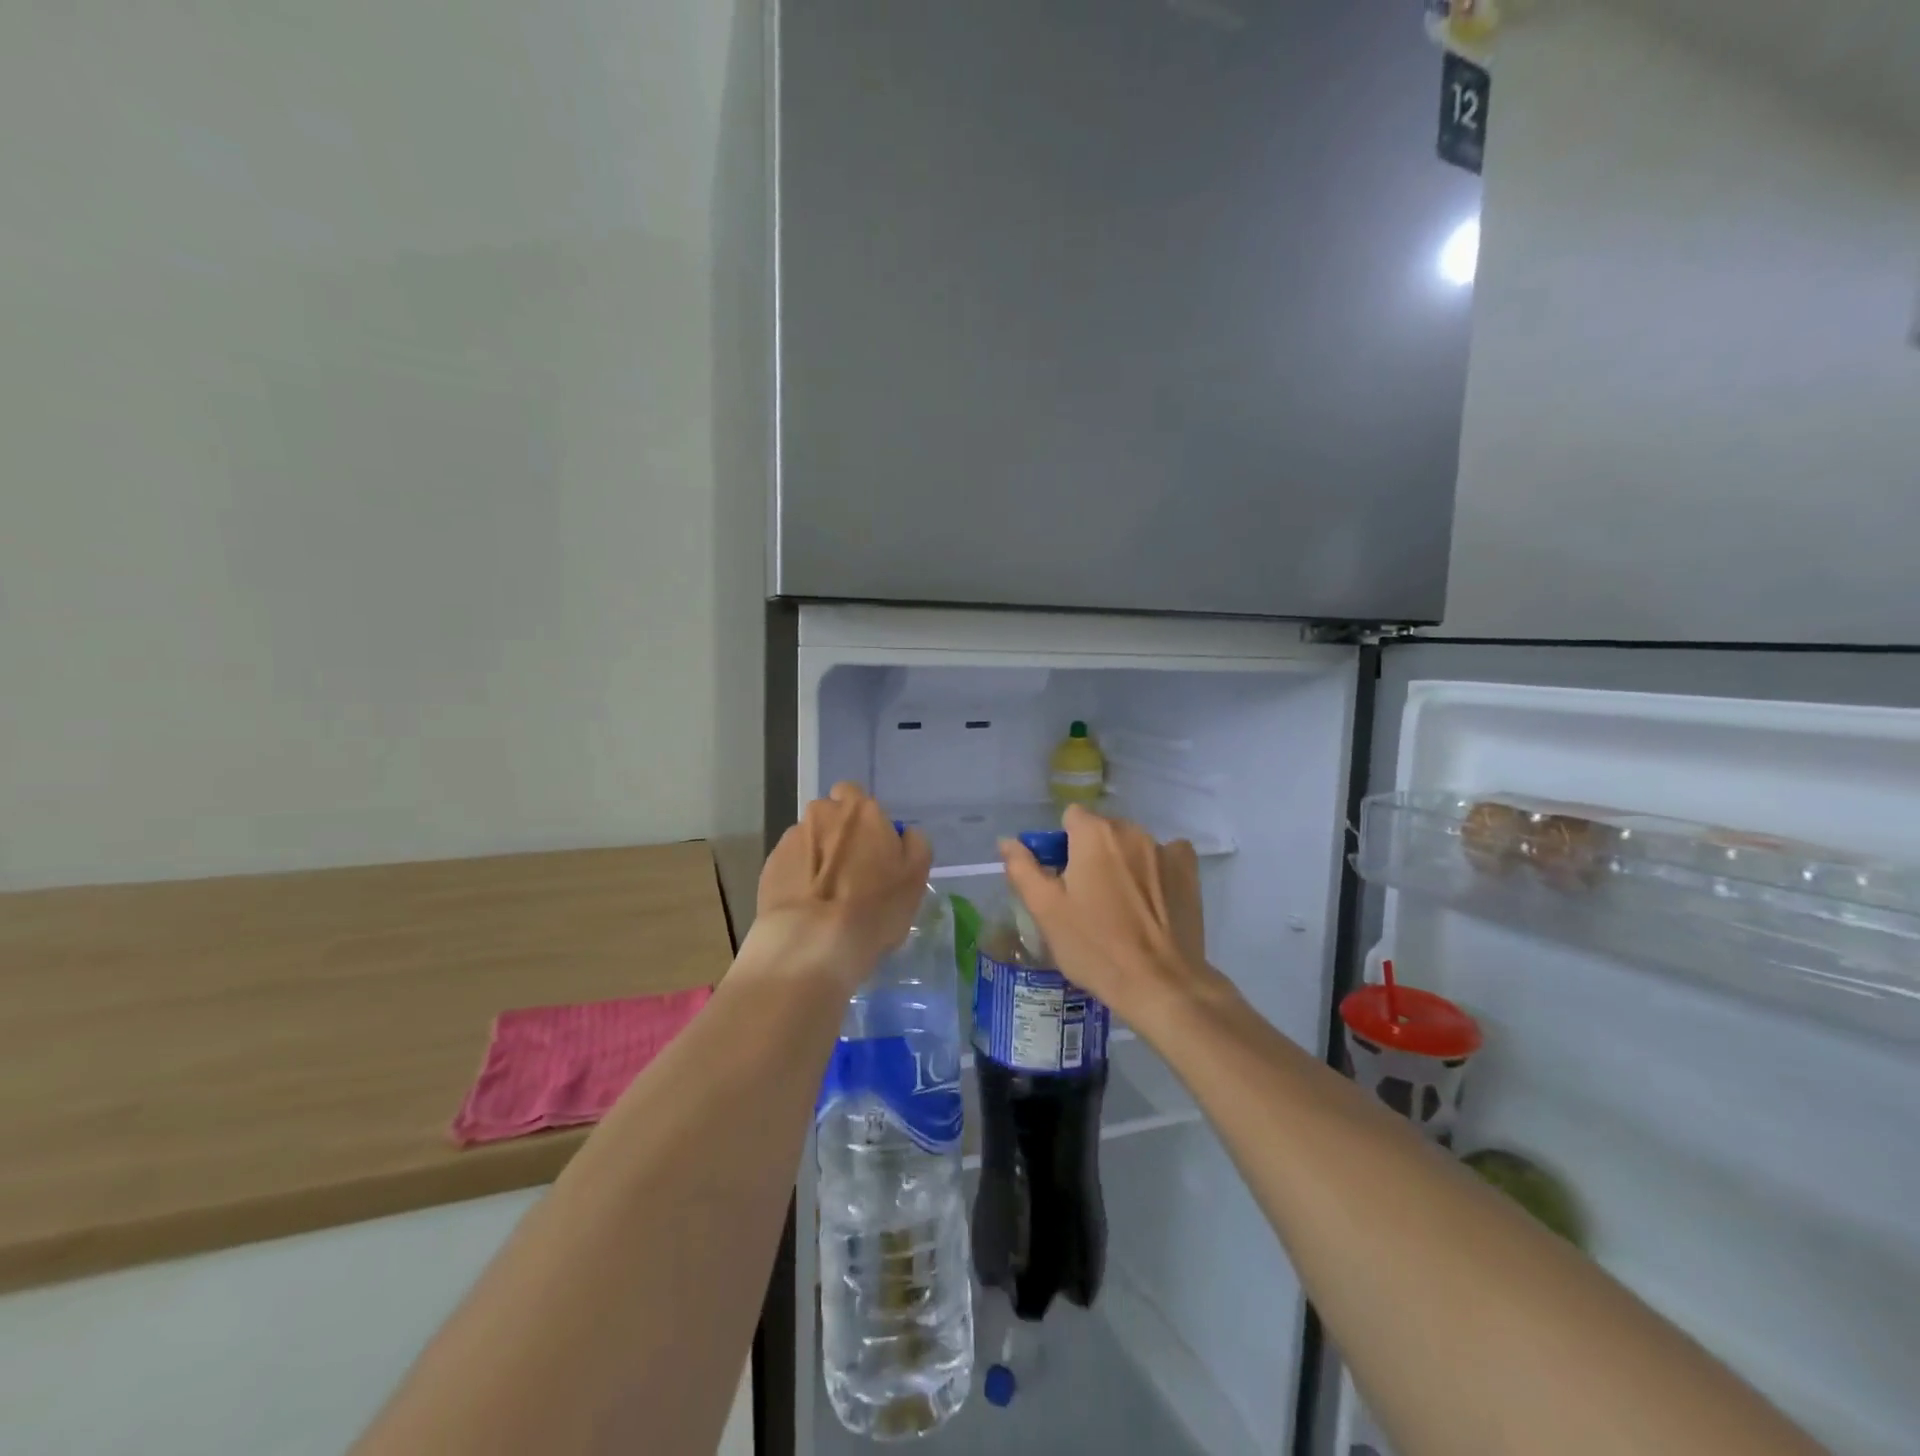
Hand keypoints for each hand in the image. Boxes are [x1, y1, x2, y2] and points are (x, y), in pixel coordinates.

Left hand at [751, 783, 932, 994]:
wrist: (811, 943)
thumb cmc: (874, 907)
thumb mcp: (916, 877)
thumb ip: (914, 844)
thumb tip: (903, 834)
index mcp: (860, 810)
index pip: (855, 794)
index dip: (863, 818)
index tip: (872, 847)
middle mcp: (822, 814)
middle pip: (830, 815)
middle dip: (838, 834)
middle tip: (852, 871)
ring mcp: (791, 839)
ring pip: (809, 839)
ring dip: (818, 857)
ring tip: (826, 895)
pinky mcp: (769, 866)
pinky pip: (790, 865)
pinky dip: (798, 878)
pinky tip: (808, 906)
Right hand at [999, 805, 1217, 1026]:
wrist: (1160, 984)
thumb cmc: (1095, 946)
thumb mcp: (1046, 910)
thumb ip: (1023, 868)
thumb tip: (1008, 841)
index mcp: (1094, 834)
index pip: (1070, 818)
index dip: (1061, 846)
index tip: (1061, 880)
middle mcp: (1131, 830)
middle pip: (1101, 831)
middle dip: (1091, 854)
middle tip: (1086, 898)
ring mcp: (1165, 849)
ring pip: (1131, 845)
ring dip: (1122, 862)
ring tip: (1120, 907)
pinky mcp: (1189, 871)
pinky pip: (1166, 856)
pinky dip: (1155, 870)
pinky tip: (1152, 900)